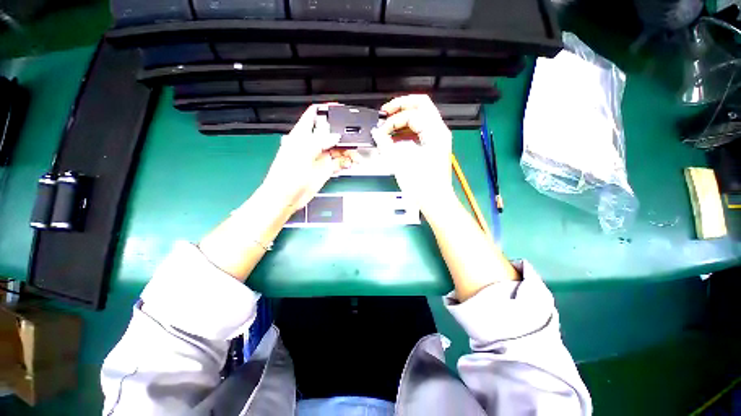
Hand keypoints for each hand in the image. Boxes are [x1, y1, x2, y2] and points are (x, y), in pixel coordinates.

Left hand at [261, 104, 355, 211]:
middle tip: (354, 142)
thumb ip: (319, 141)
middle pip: (331, 133)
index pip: (313, 116)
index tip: (339, 109)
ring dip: (348, 151)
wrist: (286, 197)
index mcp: (302, 135)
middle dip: (343, 135)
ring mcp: (320, 157)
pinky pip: (339, 162)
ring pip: (338, 149)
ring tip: (355, 157)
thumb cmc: (287, 174)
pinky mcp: (325, 169)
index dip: (325, 110)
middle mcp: (312, 144)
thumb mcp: (301, 153)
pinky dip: (346, 162)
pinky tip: (350, 164)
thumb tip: (335, 136)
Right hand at [372, 95, 454, 208]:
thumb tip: (377, 133)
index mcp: (435, 133)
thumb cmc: (422, 185)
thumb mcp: (401, 163)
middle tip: (385, 113)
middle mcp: (439, 132)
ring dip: (404, 118)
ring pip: (421, 116)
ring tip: (389, 127)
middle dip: (401, 106)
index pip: (412, 113)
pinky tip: (396, 137)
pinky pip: (420, 130)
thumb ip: (386, 144)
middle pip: (421, 104)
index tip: (381, 131)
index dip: (394, 120)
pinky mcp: (433, 146)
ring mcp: (437, 139)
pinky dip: (407, 130)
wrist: (435, 201)